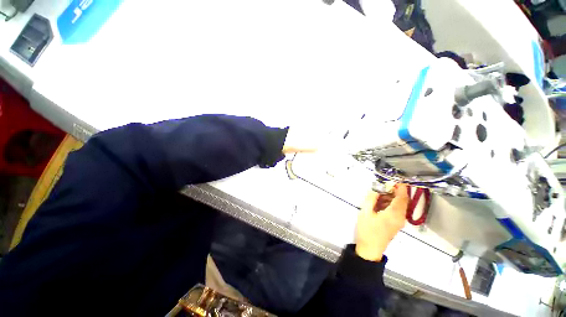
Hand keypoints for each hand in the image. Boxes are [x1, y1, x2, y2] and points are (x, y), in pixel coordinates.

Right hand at [355, 184, 409, 261]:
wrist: (370, 249)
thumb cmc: (367, 230)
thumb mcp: (365, 212)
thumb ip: (371, 199)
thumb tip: (375, 189)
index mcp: (394, 214)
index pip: (402, 197)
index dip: (401, 187)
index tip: (395, 179)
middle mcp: (400, 217)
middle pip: (402, 201)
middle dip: (394, 191)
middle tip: (382, 186)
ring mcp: (399, 222)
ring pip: (399, 206)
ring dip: (391, 198)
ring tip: (378, 194)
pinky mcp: (396, 224)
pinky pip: (396, 211)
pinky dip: (390, 204)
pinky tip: (379, 203)